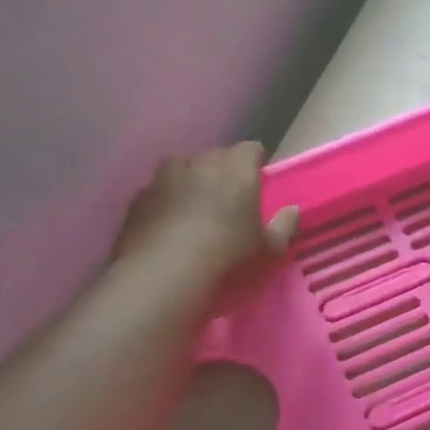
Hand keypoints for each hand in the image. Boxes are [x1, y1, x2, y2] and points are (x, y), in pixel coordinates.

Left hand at [114, 142, 298, 299]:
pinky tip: (166, 225)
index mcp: (237, 173)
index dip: (255, 161)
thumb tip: (293, 210)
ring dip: (188, 180)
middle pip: (214, 155)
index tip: (258, 177)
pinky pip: (154, 192)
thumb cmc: (229, 261)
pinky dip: (163, 202)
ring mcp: (163, 182)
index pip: (249, 150)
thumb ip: (284, 227)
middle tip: (229, 196)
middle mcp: (200, 167)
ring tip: (193, 205)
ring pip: (179, 168)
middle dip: (223, 169)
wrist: (164, 279)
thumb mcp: (270, 251)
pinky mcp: (136, 203)